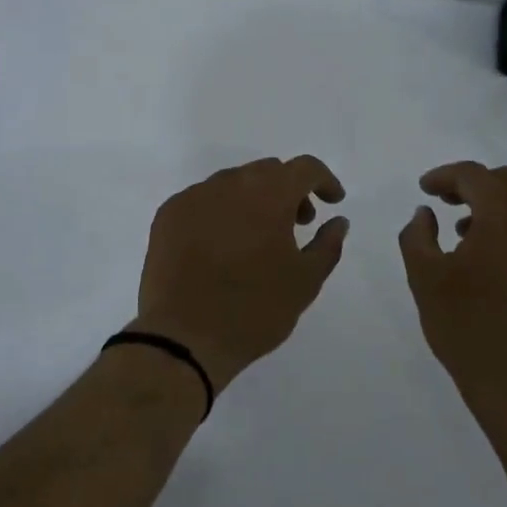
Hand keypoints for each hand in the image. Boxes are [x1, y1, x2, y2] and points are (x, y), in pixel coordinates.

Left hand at [134, 156, 349, 394]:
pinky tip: (221, 246)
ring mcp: (194, 196)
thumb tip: (338, 220)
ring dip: (253, 199)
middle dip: (289, 190)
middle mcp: (230, 183)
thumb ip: (327, 244)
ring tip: (257, 238)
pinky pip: (204, 200)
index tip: (332, 201)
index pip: (304, 168)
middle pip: (268, 171)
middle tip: (296, 224)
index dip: (323, 180)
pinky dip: (221, 212)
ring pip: (233, 183)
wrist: (183, 338)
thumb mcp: (305, 281)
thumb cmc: (254, 309)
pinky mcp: (168, 215)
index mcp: (269, 194)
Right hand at [398, 162, 506, 433]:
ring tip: (469, 236)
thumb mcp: (424, 278)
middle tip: (447, 203)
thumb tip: (426, 213)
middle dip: (475, 185)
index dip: (445, 175)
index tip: (425, 189)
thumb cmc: (467, 329)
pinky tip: (501, 267)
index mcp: (504, 218)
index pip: (475, 176)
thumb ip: (417, 235)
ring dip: (498, 210)